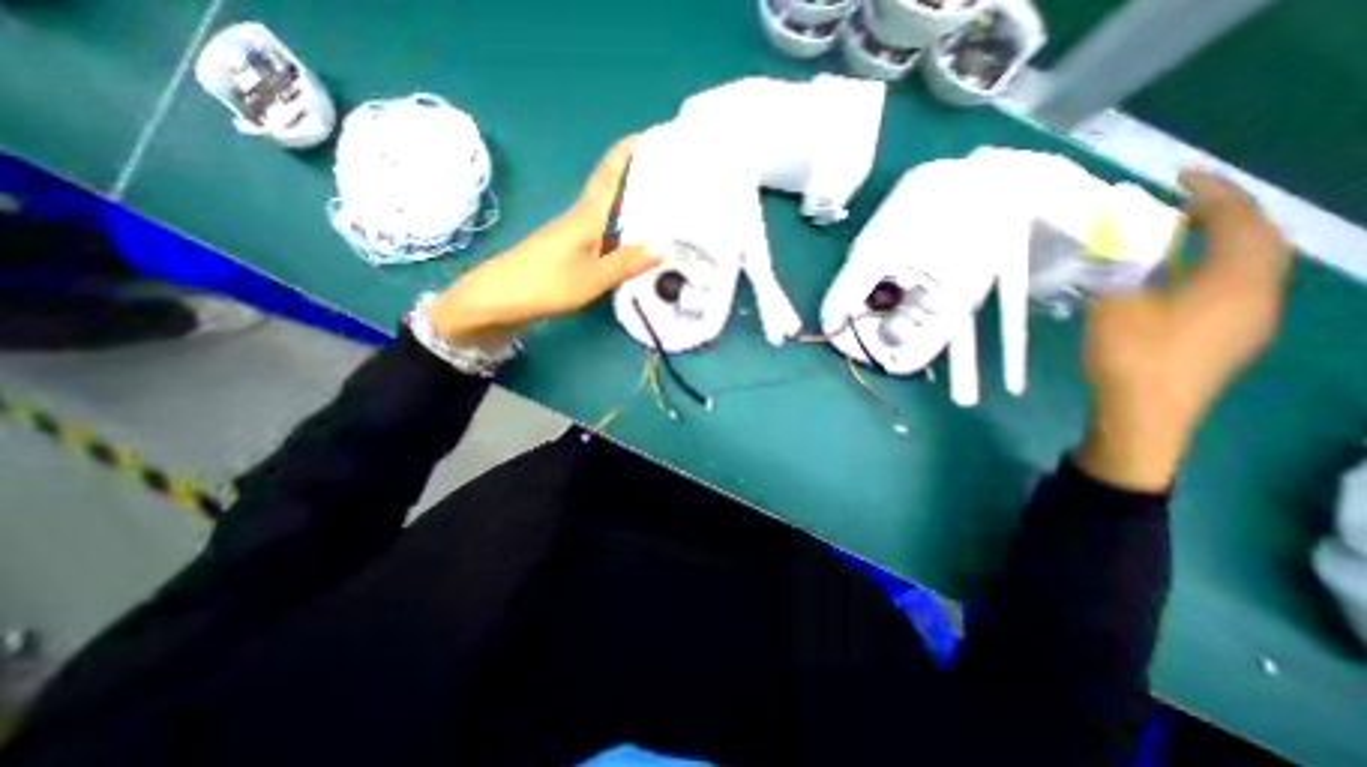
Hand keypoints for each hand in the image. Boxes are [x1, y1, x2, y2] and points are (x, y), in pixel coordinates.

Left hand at [427, 135, 661, 344]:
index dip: (623, 154)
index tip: (645, 135)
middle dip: (633, 180)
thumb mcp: (593, 277)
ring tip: (657, 213)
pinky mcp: (564, 252)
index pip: (607, 177)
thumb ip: (626, 262)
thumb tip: (663, 246)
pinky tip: (629, 247)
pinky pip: (598, 236)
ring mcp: (568, 236)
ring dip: (627, 210)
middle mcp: (577, 219)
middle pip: (607, 193)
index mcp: (585, 217)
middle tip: (665, 179)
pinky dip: (617, 235)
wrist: (496, 300)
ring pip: (604, 216)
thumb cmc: (546, 284)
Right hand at [1080, 169, 1295, 491]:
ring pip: (1245, 266)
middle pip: (1256, 240)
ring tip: (1176, 237)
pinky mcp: (1229, 339)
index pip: (1238, 220)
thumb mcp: (1115, 306)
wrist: (1142, 417)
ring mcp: (1249, 321)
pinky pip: (1230, 289)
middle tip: (1180, 205)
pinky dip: (1207, 270)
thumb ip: (1120, 269)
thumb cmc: (1131, 358)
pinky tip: (1172, 278)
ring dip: (1215, 243)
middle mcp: (1259, 295)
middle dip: (1222, 215)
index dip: (1210, 192)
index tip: (1180, 174)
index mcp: (1237, 280)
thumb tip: (1116, 241)